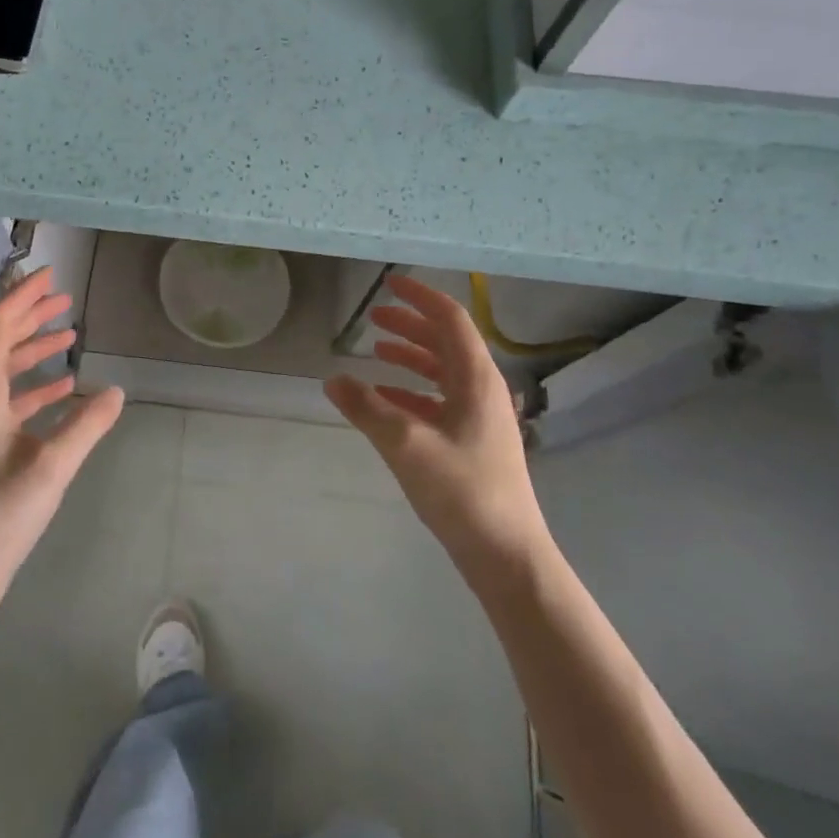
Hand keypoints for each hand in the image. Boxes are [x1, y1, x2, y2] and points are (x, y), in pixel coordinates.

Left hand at [0, 267, 124, 621]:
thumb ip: (85, 426)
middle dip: (29, 317)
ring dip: (33, 350)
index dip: (20, 298)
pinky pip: (10, 403)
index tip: (49, 277)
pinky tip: (64, 392)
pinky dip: (36, 388)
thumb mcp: (49, 469)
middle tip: (64, 298)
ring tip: (69, 336)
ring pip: (4, 373)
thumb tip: (117, 391)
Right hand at [324, 274, 547, 578]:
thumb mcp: (406, 444)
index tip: (389, 284)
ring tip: (375, 350)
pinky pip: (440, 401)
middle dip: (410, 325)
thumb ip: (367, 408)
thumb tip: (332, 379)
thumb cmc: (462, 491)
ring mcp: (480, 418)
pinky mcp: (473, 442)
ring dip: (410, 356)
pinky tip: (386, 400)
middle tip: (374, 317)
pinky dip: (412, 391)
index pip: (450, 320)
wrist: (506, 553)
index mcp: (476, 379)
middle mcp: (482, 390)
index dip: (420, 297)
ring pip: (442, 372)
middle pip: (446, 342)